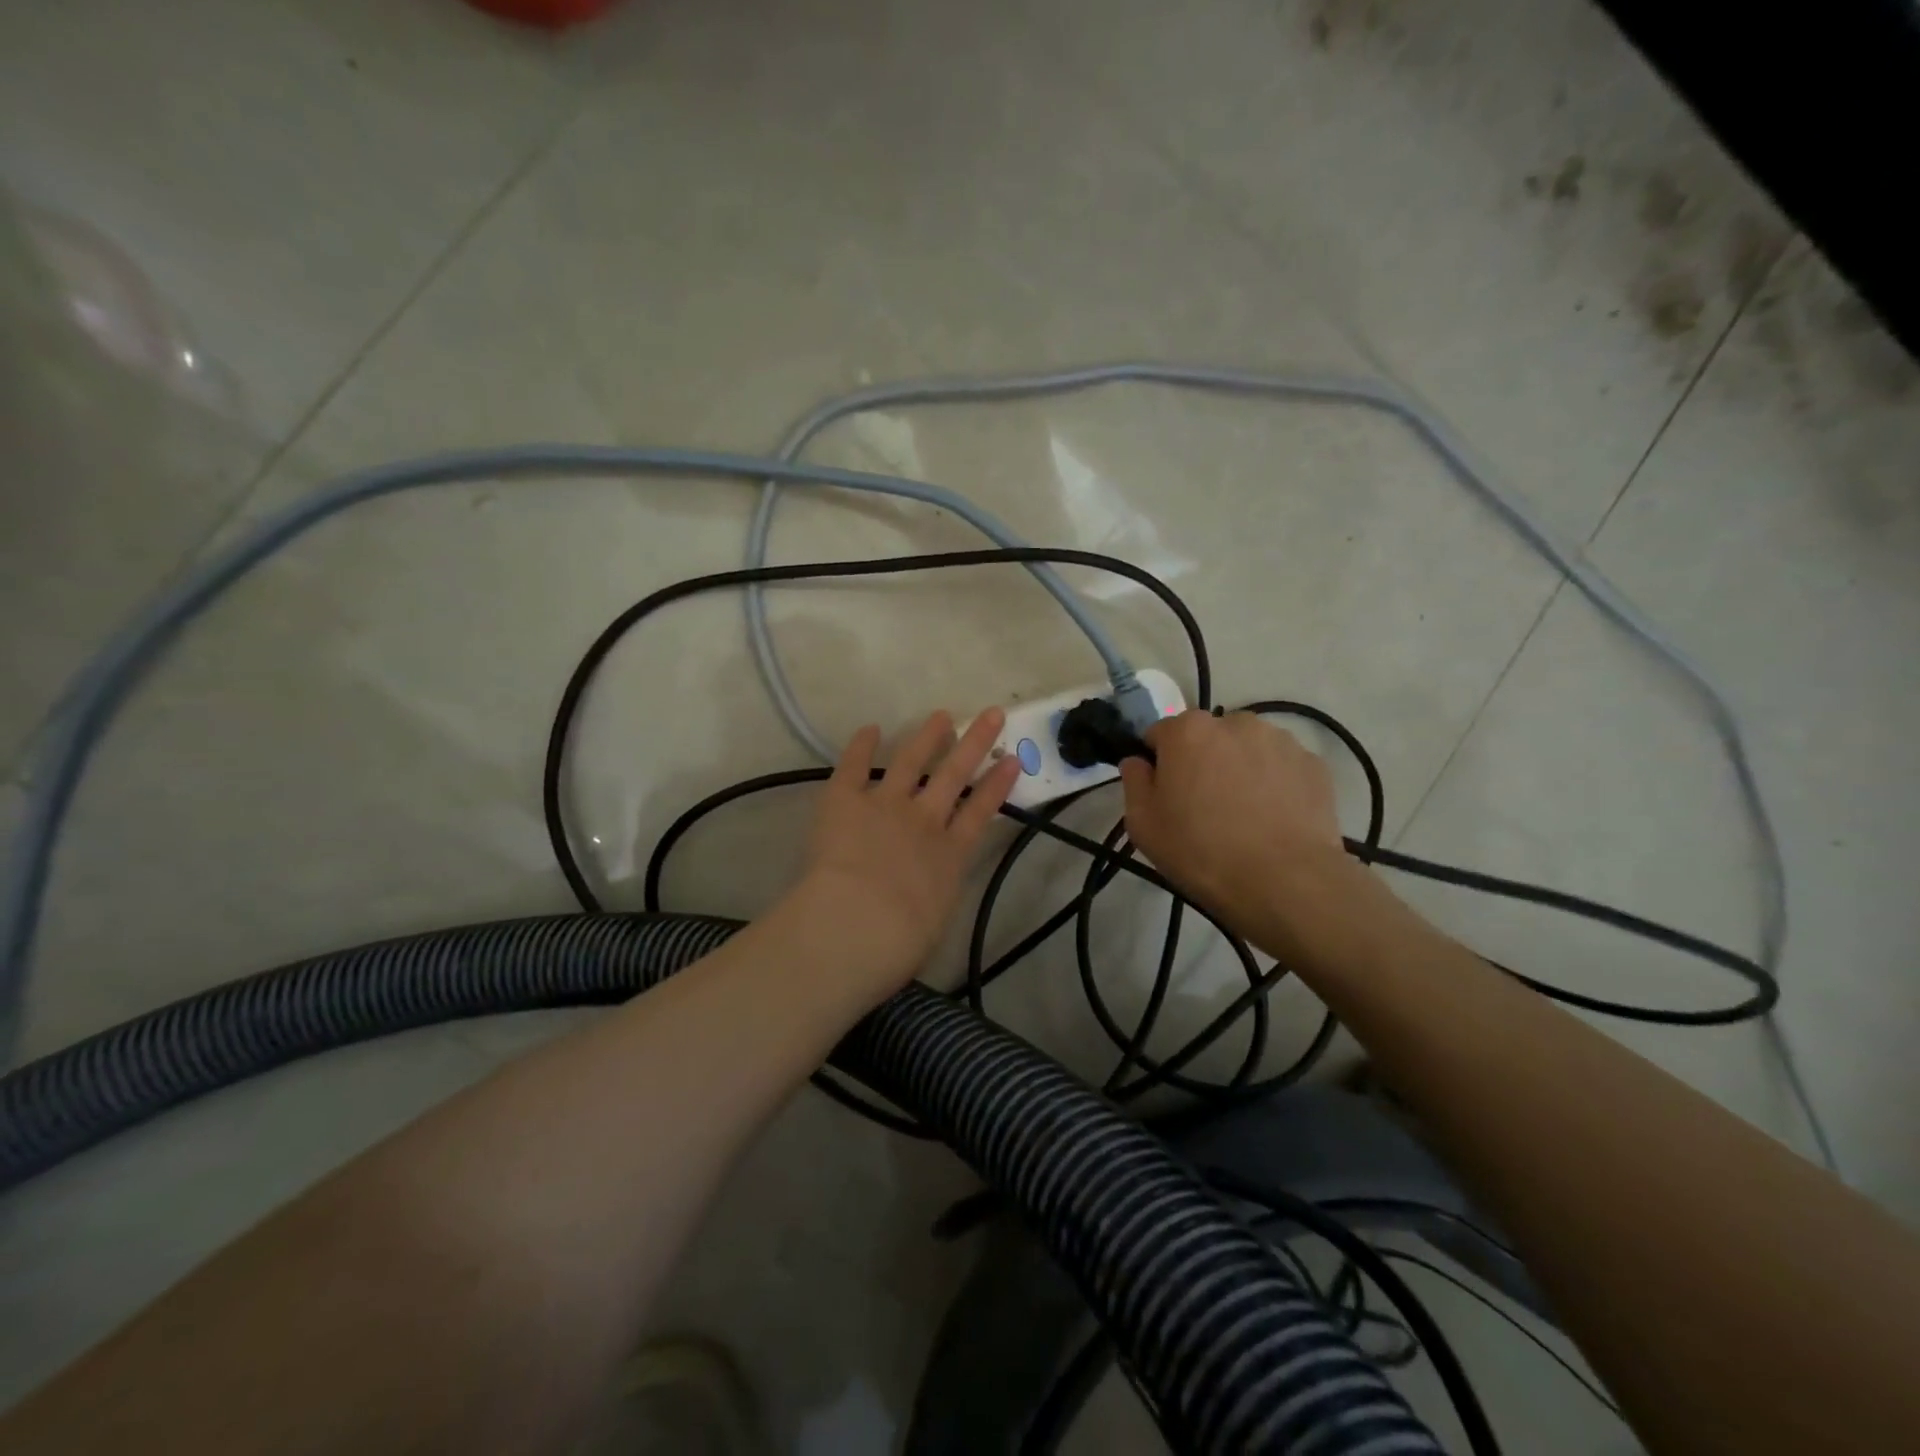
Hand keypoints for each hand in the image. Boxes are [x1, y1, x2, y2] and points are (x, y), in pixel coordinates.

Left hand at [789, 709, 1021, 996]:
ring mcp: (885, 805)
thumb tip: (927, 896)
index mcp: (950, 856)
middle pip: (954, 775)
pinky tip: (870, 729)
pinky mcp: (845, 801)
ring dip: (927, 737)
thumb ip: (933, 899)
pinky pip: (854, 767)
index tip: (1012, 761)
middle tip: (991, 714)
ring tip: (940, 716)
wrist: (858, 925)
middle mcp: (924, 821)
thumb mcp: (932, 925)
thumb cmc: (899, 944)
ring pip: (911, 762)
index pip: (981, 813)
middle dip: (974, 743)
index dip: (998, 785)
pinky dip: (861, 747)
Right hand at [1118, 710, 1358, 947]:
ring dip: (1239, 769)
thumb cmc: (1201, 851)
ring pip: (1246, 749)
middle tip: (1204, 808)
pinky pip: (1281, 767)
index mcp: (1187, 731)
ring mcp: (1280, 740)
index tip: (1166, 796)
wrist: (1285, 883)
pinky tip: (1273, 820)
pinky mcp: (1314, 764)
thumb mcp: (1143, 824)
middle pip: (1206, 737)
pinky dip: (1274, 784)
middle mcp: (1234, 722)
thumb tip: (1139, 761)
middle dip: (1201, 762)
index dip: (1158, 764)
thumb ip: (1134, 781)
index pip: (1160, 734)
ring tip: (1245, 816)